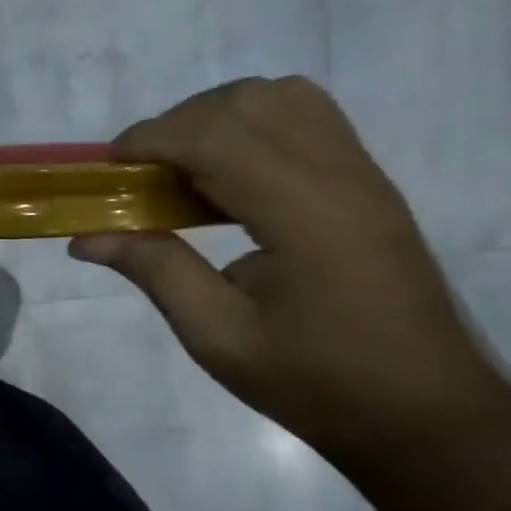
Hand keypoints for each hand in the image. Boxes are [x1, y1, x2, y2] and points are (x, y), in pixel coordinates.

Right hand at [70, 77, 510, 465]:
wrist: (425, 413)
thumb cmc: (316, 382)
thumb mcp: (218, 336)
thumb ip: (155, 271)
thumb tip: (86, 238)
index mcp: (305, 214)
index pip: (216, 135)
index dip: (150, 139)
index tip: (106, 170)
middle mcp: (340, 176)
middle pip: (247, 101)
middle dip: (177, 124)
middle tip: (141, 176)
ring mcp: (362, 175)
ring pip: (281, 97)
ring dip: (216, 118)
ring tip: (182, 171)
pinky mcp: (367, 185)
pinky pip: (305, 120)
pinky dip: (250, 128)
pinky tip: (227, 182)